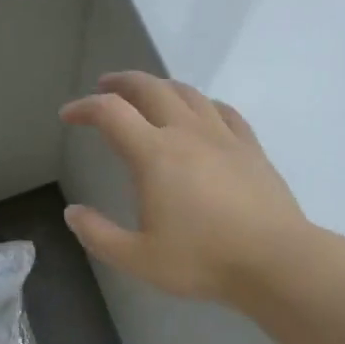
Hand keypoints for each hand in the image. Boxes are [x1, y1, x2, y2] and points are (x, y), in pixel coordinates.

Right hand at [59, 71, 308, 305]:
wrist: (275, 261)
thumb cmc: (203, 260)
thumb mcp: (138, 258)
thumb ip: (99, 235)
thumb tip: (72, 213)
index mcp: (154, 154)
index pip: (110, 112)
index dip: (84, 108)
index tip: (68, 115)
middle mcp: (185, 132)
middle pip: (149, 87)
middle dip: (121, 82)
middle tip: (105, 87)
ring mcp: (222, 135)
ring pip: (187, 92)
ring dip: (160, 86)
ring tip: (148, 94)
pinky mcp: (250, 146)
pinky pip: (223, 110)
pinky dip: (203, 103)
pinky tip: (201, 112)